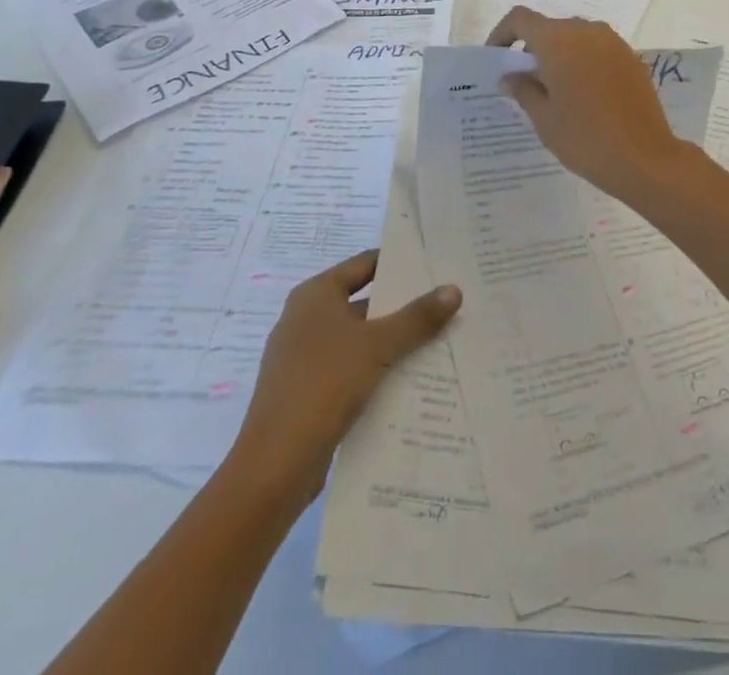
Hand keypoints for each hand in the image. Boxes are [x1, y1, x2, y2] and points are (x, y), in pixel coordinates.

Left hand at [231, 250, 460, 497]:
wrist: (275, 467)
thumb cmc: (323, 385)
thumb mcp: (378, 345)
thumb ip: (417, 317)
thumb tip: (454, 289)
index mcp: (315, 295)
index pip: (365, 264)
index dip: (399, 262)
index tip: (435, 264)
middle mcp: (306, 319)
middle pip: (364, 301)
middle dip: (403, 305)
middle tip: (446, 302)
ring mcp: (304, 358)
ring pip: (360, 339)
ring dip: (393, 341)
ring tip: (440, 339)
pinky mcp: (308, 392)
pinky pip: (351, 369)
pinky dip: (378, 369)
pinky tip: (411, 378)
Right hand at [487, 7, 692, 201]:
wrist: (644, 157)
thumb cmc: (585, 137)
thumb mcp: (544, 118)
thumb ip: (523, 89)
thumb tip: (510, 76)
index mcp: (559, 40)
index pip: (521, 19)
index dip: (503, 33)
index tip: (497, 59)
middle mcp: (587, 31)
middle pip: (550, 27)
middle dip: (533, 48)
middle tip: (524, 81)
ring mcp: (613, 42)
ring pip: (576, 37)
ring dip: (560, 54)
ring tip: (554, 90)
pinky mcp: (631, 57)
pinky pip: (597, 49)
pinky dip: (583, 61)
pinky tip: (583, 94)